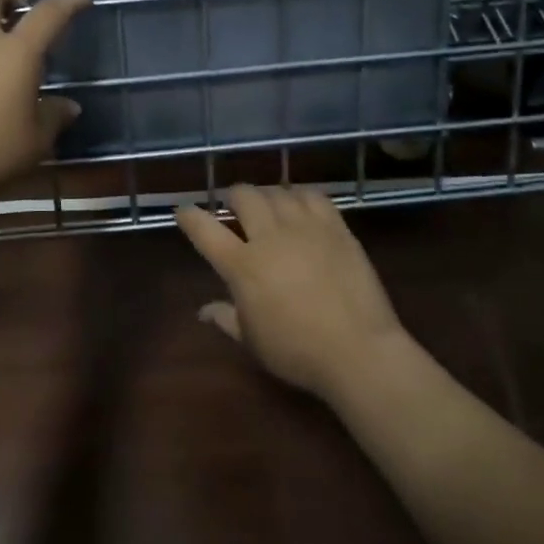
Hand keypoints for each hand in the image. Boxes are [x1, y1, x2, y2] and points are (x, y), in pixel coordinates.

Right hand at [177, 185, 409, 403]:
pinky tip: (301, 205)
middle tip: (236, 208)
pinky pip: (313, 196)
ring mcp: (305, 228)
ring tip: (270, 207)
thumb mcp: (253, 341)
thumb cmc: (298, 352)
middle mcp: (270, 237)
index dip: (189, 216)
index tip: (183, 211)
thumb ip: (226, 318)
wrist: (359, 351)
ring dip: (267, 196)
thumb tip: (203, 310)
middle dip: (234, 197)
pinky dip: (300, 196)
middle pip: (244, 196)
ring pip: (278, 191)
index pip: (205, 229)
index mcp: (242, 266)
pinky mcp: (335, 228)